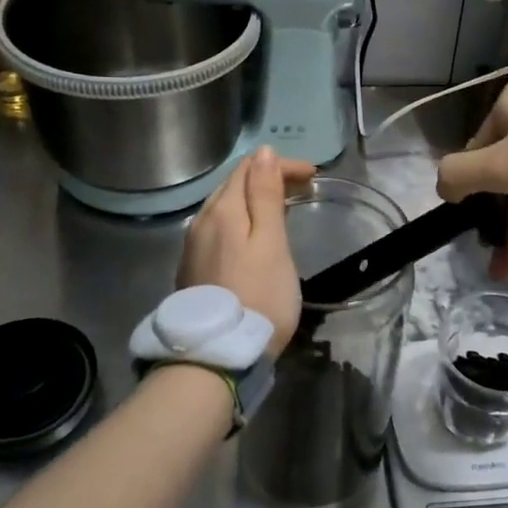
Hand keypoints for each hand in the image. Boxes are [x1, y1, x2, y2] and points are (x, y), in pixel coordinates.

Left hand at [178, 146, 316, 354]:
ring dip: (254, 199)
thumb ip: (265, 196)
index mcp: (222, 210)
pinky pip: (219, 228)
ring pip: (224, 206)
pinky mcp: (193, 268)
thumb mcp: (270, 243)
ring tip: (282, 209)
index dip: (282, 165)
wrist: (219, 354)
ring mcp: (193, 245)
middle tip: (303, 189)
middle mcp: (201, 221)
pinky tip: (253, 235)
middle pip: (234, 185)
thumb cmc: (258, 295)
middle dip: (268, 178)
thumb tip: (263, 152)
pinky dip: (241, 220)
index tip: (314, 176)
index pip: (250, 168)